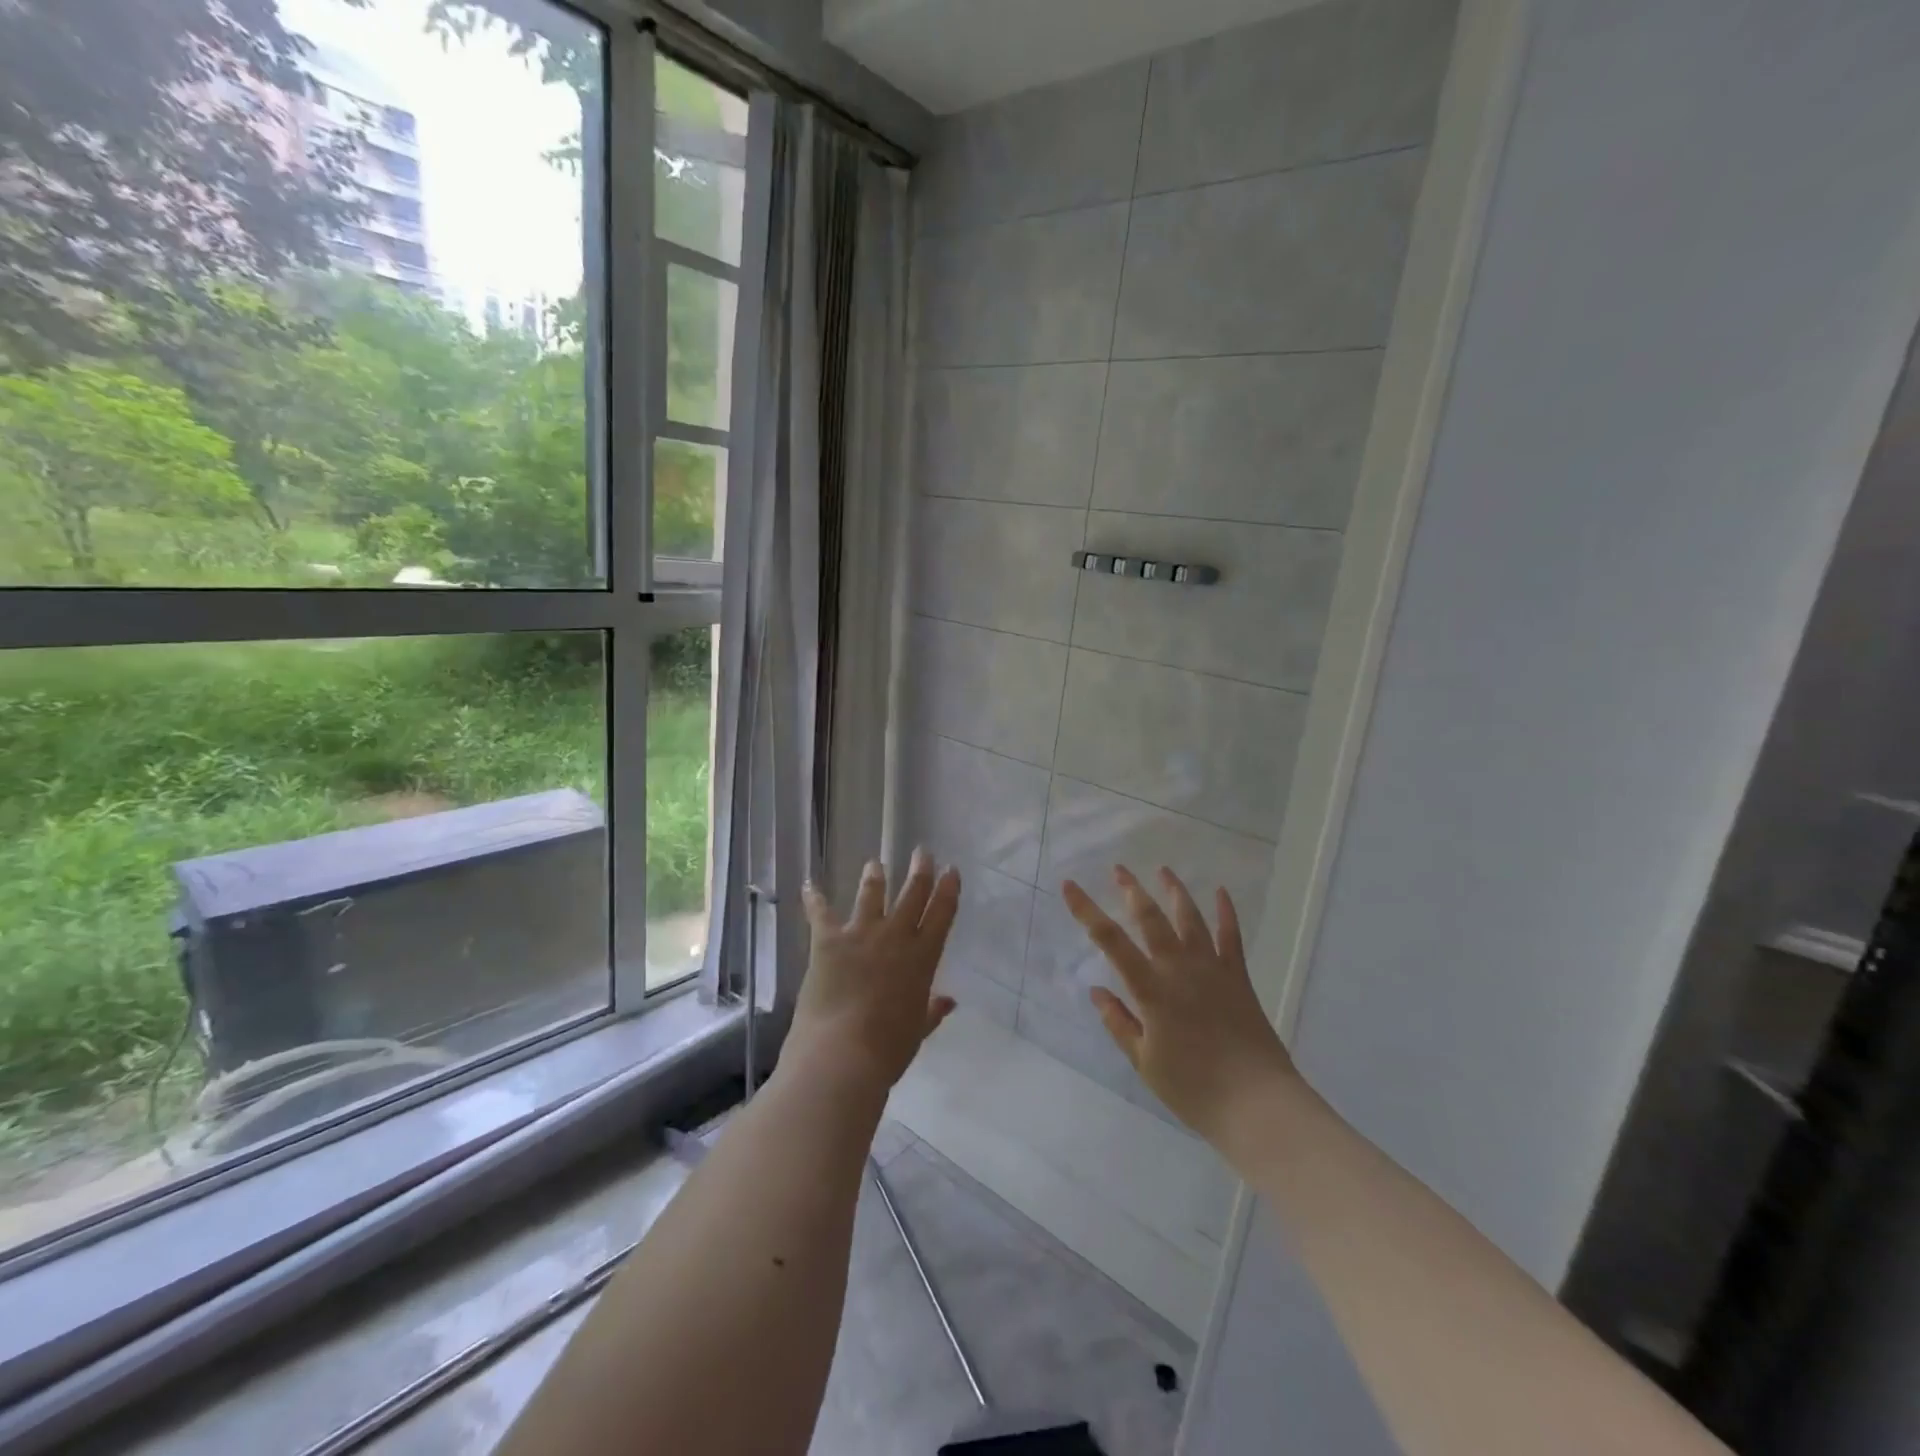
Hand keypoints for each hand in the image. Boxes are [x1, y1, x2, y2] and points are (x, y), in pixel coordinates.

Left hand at [785, 848, 959, 1099]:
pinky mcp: (828, 940)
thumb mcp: (917, 1031)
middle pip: (912, 893)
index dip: (948, 889)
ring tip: (875, 864)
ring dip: (875, 876)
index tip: (951, 870)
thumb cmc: (887, 1049)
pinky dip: (813, 898)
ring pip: (872, 894)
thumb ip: (932, 1012)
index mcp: (923, 958)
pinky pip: (820, 912)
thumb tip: (949, 1002)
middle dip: (919, 869)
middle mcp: (895, 937)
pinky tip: (808, 884)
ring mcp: (861, 934)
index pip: (942, 914)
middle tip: (922, 851)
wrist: (842, 1054)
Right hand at [1064, 865, 1300, 1155]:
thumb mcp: (1145, 1062)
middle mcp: (1179, 969)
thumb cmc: (1194, 1089)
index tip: (1070, 884)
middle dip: (1131, 890)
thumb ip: (1119, 1023)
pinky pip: (1231, 937)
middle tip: (1119, 868)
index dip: (1087, 910)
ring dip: (1174, 891)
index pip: (1110, 940)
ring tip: (1163, 870)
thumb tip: (1096, 991)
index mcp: (1151, 990)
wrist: (1257, 1103)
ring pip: (1190, 919)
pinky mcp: (1238, 978)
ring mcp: (1212, 969)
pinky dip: (1226, 912)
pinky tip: (1221, 892)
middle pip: (1151, 919)